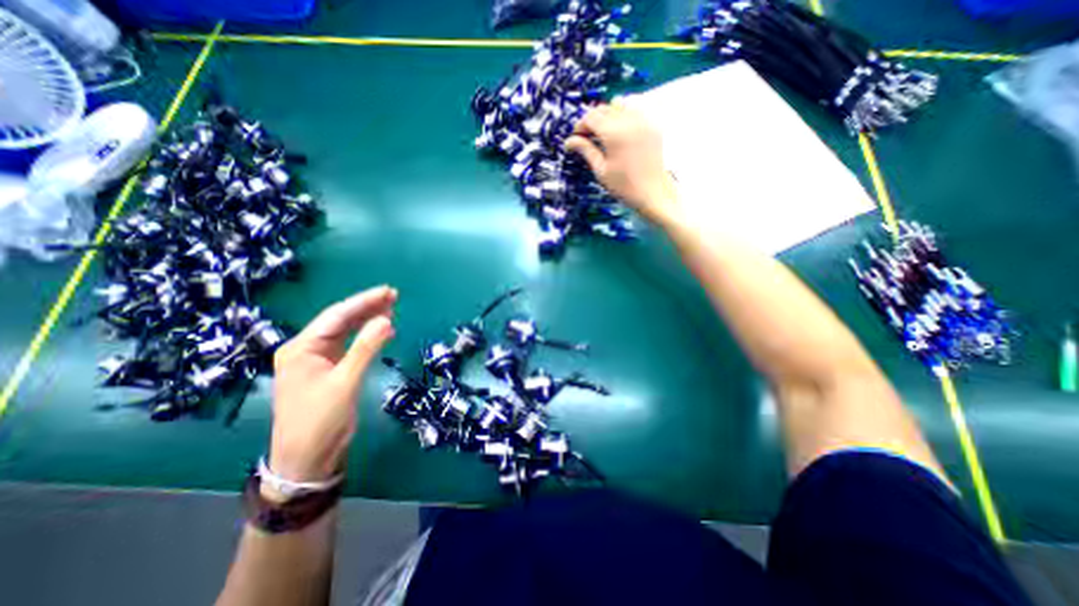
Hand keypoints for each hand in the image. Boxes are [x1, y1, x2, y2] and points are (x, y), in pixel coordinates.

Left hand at [267, 284, 398, 487]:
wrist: (307, 459)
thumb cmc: (321, 420)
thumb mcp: (345, 382)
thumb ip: (365, 348)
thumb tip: (386, 320)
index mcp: (301, 348)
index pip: (336, 316)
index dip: (363, 302)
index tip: (388, 292)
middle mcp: (306, 349)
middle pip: (340, 321)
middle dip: (366, 307)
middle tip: (394, 296)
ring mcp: (317, 360)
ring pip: (345, 332)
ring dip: (367, 319)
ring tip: (391, 307)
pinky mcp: (328, 370)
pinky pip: (349, 345)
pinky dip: (366, 336)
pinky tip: (380, 329)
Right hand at [561, 101, 676, 223]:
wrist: (652, 193)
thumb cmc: (623, 186)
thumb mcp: (601, 170)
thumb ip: (586, 150)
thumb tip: (569, 141)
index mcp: (614, 133)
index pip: (591, 117)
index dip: (580, 125)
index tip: (576, 138)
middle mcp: (629, 120)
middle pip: (604, 108)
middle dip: (592, 120)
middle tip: (587, 138)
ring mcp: (643, 120)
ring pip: (619, 105)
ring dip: (608, 115)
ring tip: (604, 134)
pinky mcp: (652, 124)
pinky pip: (634, 110)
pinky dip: (623, 116)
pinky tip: (620, 133)